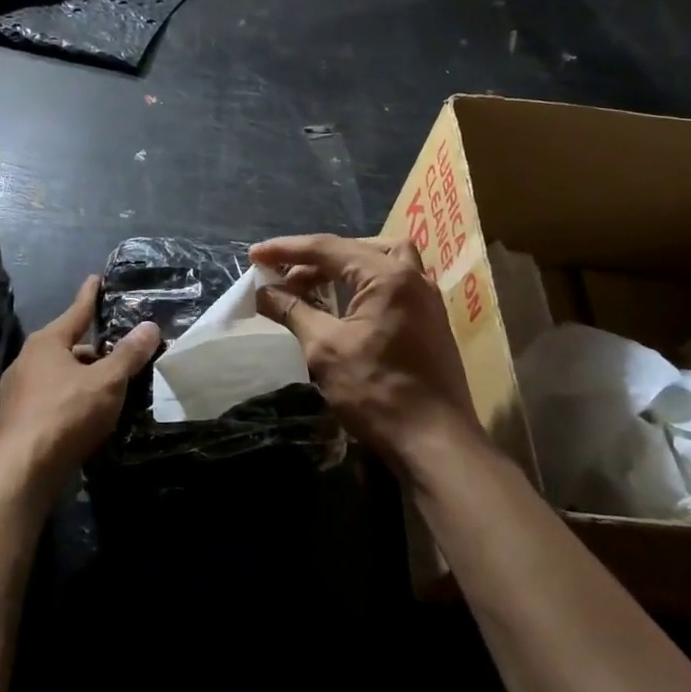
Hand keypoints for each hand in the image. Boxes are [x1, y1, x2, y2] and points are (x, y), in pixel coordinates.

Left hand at [0, 275, 160, 490]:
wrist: (21, 472)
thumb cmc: (65, 415)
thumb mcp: (106, 382)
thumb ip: (129, 354)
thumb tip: (150, 326)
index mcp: (46, 343)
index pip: (76, 311)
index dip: (90, 295)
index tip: (97, 279)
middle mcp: (27, 360)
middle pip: (70, 346)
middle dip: (96, 349)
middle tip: (123, 352)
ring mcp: (18, 391)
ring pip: (61, 375)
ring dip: (85, 377)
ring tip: (112, 387)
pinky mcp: (18, 419)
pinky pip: (53, 398)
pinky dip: (72, 399)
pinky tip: (89, 414)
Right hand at [251, 233, 482, 473]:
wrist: (436, 443)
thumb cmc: (377, 392)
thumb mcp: (325, 349)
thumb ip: (294, 311)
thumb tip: (264, 291)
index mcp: (388, 276)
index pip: (328, 248)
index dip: (287, 250)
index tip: (255, 255)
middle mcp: (413, 277)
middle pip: (356, 249)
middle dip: (315, 259)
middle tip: (284, 277)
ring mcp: (427, 299)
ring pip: (380, 262)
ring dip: (343, 267)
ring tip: (312, 285)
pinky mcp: (430, 321)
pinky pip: (392, 284)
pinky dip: (363, 285)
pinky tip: (343, 307)